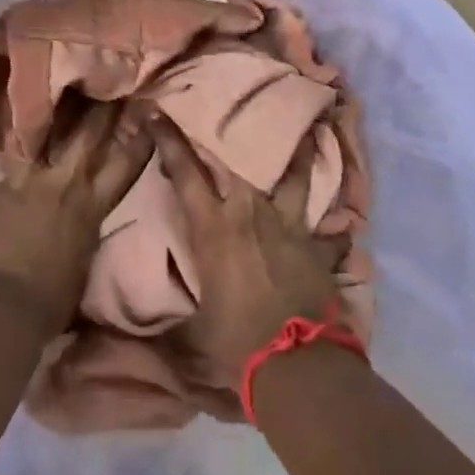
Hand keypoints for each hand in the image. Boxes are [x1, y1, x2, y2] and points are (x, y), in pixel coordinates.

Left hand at [0, 101, 153, 335]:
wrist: (0, 308)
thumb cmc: (50, 303)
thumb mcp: (80, 265)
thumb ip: (81, 234)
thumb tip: (78, 228)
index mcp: (89, 206)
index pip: (123, 166)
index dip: (137, 138)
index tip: (147, 109)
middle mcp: (59, 184)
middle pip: (84, 136)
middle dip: (97, 108)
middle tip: (102, 82)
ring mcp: (19, 183)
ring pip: (30, 141)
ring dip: (34, 123)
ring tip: (33, 97)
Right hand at [154, 117, 348, 388]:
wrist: (296, 365)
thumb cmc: (234, 341)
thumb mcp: (190, 328)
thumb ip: (167, 316)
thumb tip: (131, 330)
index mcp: (213, 226)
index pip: (184, 171)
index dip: (168, 138)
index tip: (155, 111)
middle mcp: (251, 214)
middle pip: (241, 160)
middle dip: (232, 133)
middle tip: (234, 109)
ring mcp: (290, 227)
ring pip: (294, 178)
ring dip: (298, 156)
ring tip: (310, 132)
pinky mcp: (318, 248)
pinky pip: (330, 233)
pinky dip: (335, 230)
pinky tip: (343, 227)